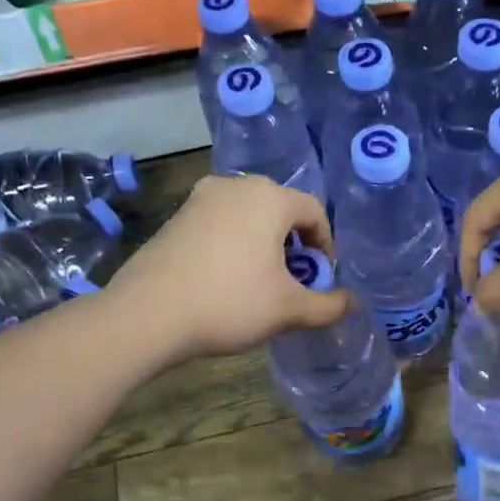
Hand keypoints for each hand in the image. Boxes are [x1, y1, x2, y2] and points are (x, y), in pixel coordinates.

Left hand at [107, 174, 351, 361]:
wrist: (147, 315)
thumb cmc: (229, 303)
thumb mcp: (288, 310)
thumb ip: (328, 305)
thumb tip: (352, 303)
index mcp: (269, 198)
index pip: (314, 211)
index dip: (326, 246)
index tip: (321, 278)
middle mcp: (235, 186)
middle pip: (280, 209)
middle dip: (294, 244)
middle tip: (293, 280)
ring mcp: (200, 198)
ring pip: (248, 215)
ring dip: (263, 243)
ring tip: (260, 282)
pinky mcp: (176, 217)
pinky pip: (220, 223)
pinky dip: (234, 244)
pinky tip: (226, 279)